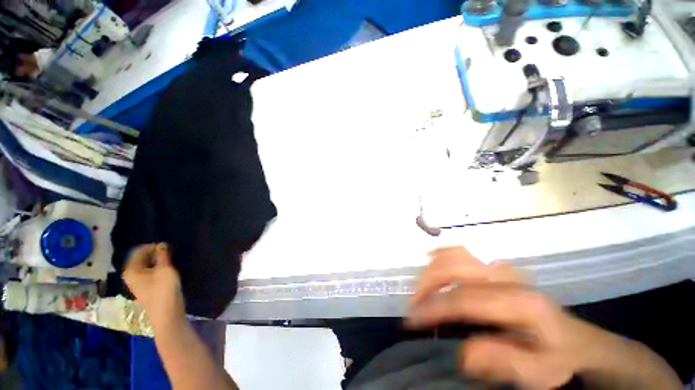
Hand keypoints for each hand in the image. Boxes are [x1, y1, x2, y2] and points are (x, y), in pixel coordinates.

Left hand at [123, 243, 185, 327]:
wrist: (167, 314)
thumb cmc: (164, 290)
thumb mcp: (165, 269)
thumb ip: (162, 255)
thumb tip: (161, 244)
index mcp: (131, 270)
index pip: (139, 251)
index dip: (153, 246)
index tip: (168, 246)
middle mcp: (131, 276)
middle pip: (142, 259)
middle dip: (155, 253)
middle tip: (170, 252)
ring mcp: (138, 283)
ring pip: (147, 266)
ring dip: (158, 261)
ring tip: (171, 260)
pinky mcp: (147, 288)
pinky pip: (150, 273)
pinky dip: (158, 268)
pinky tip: (168, 270)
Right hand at [407, 247, 616, 388]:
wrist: (575, 338)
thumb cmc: (556, 356)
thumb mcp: (538, 372)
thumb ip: (503, 361)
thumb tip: (462, 352)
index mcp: (522, 303)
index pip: (466, 298)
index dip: (435, 307)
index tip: (413, 320)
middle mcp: (507, 276)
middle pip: (454, 267)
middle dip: (427, 284)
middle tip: (414, 305)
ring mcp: (500, 266)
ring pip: (453, 254)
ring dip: (431, 270)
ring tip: (419, 291)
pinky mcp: (493, 265)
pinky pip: (459, 250)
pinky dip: (440, 255)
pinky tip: (430, 264)